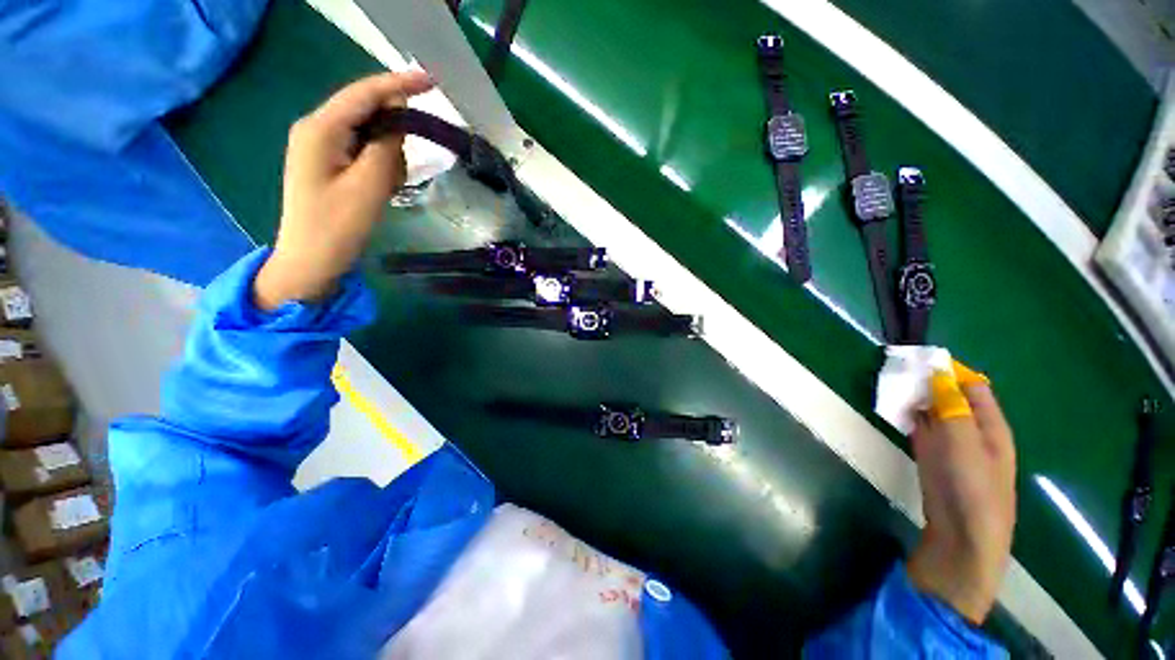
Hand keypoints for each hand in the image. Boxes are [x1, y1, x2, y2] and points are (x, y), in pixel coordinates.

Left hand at [254, 71, 434, 310]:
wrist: (310, 261)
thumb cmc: (336, 227)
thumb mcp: (368, 187)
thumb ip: (385, 147)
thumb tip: (397, 119)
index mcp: (320, 129)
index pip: (363, 94)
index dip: (398, 83)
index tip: (432, 80)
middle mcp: (317, 129)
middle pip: (365, 112)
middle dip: (392, 134)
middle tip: (400, 171)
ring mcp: (322, 146)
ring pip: (368, 135)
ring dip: (386, 157)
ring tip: (385, 189)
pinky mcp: (329, 163)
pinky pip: (363, 152)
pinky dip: (379, 166)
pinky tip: (379, 190)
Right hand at [906, 364, 1016, 624]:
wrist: (961, 538)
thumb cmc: (973, 490)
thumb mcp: (965, 445)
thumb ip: (951, 408)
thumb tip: (936, 372)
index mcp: (991, 425)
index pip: (973, 386)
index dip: (949, 370)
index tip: (918, 358)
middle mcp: (972, 430)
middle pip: (950, 396)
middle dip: (926, 382)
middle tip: (896, 370)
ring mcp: (950, 444)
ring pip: (932, 410)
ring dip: (914, 397)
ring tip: (889, 383)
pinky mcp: (931, 455)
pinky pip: (920, 427)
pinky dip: (908, 415)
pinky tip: (893, 408)